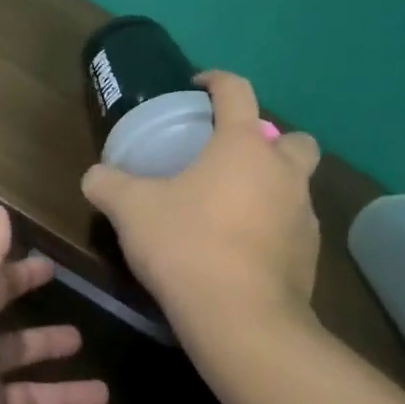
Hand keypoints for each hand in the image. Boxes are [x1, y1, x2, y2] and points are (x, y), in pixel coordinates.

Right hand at [82, 71, 322, 344]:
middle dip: (268, 140)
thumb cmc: (187, 246)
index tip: (198, 87)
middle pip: (293, 139)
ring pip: (297, 185)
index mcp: (244, 146)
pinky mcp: (310, 257)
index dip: (217, 80)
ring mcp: (304, 216)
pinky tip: (242, 249)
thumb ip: (108, 185)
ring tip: (231, 208)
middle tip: (230, 159)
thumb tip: (94, 176)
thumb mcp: (132, 211)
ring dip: (272, 186)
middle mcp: (284, 172)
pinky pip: (294, 226)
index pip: (237, 91)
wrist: (243, 323)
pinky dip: (274, 227)